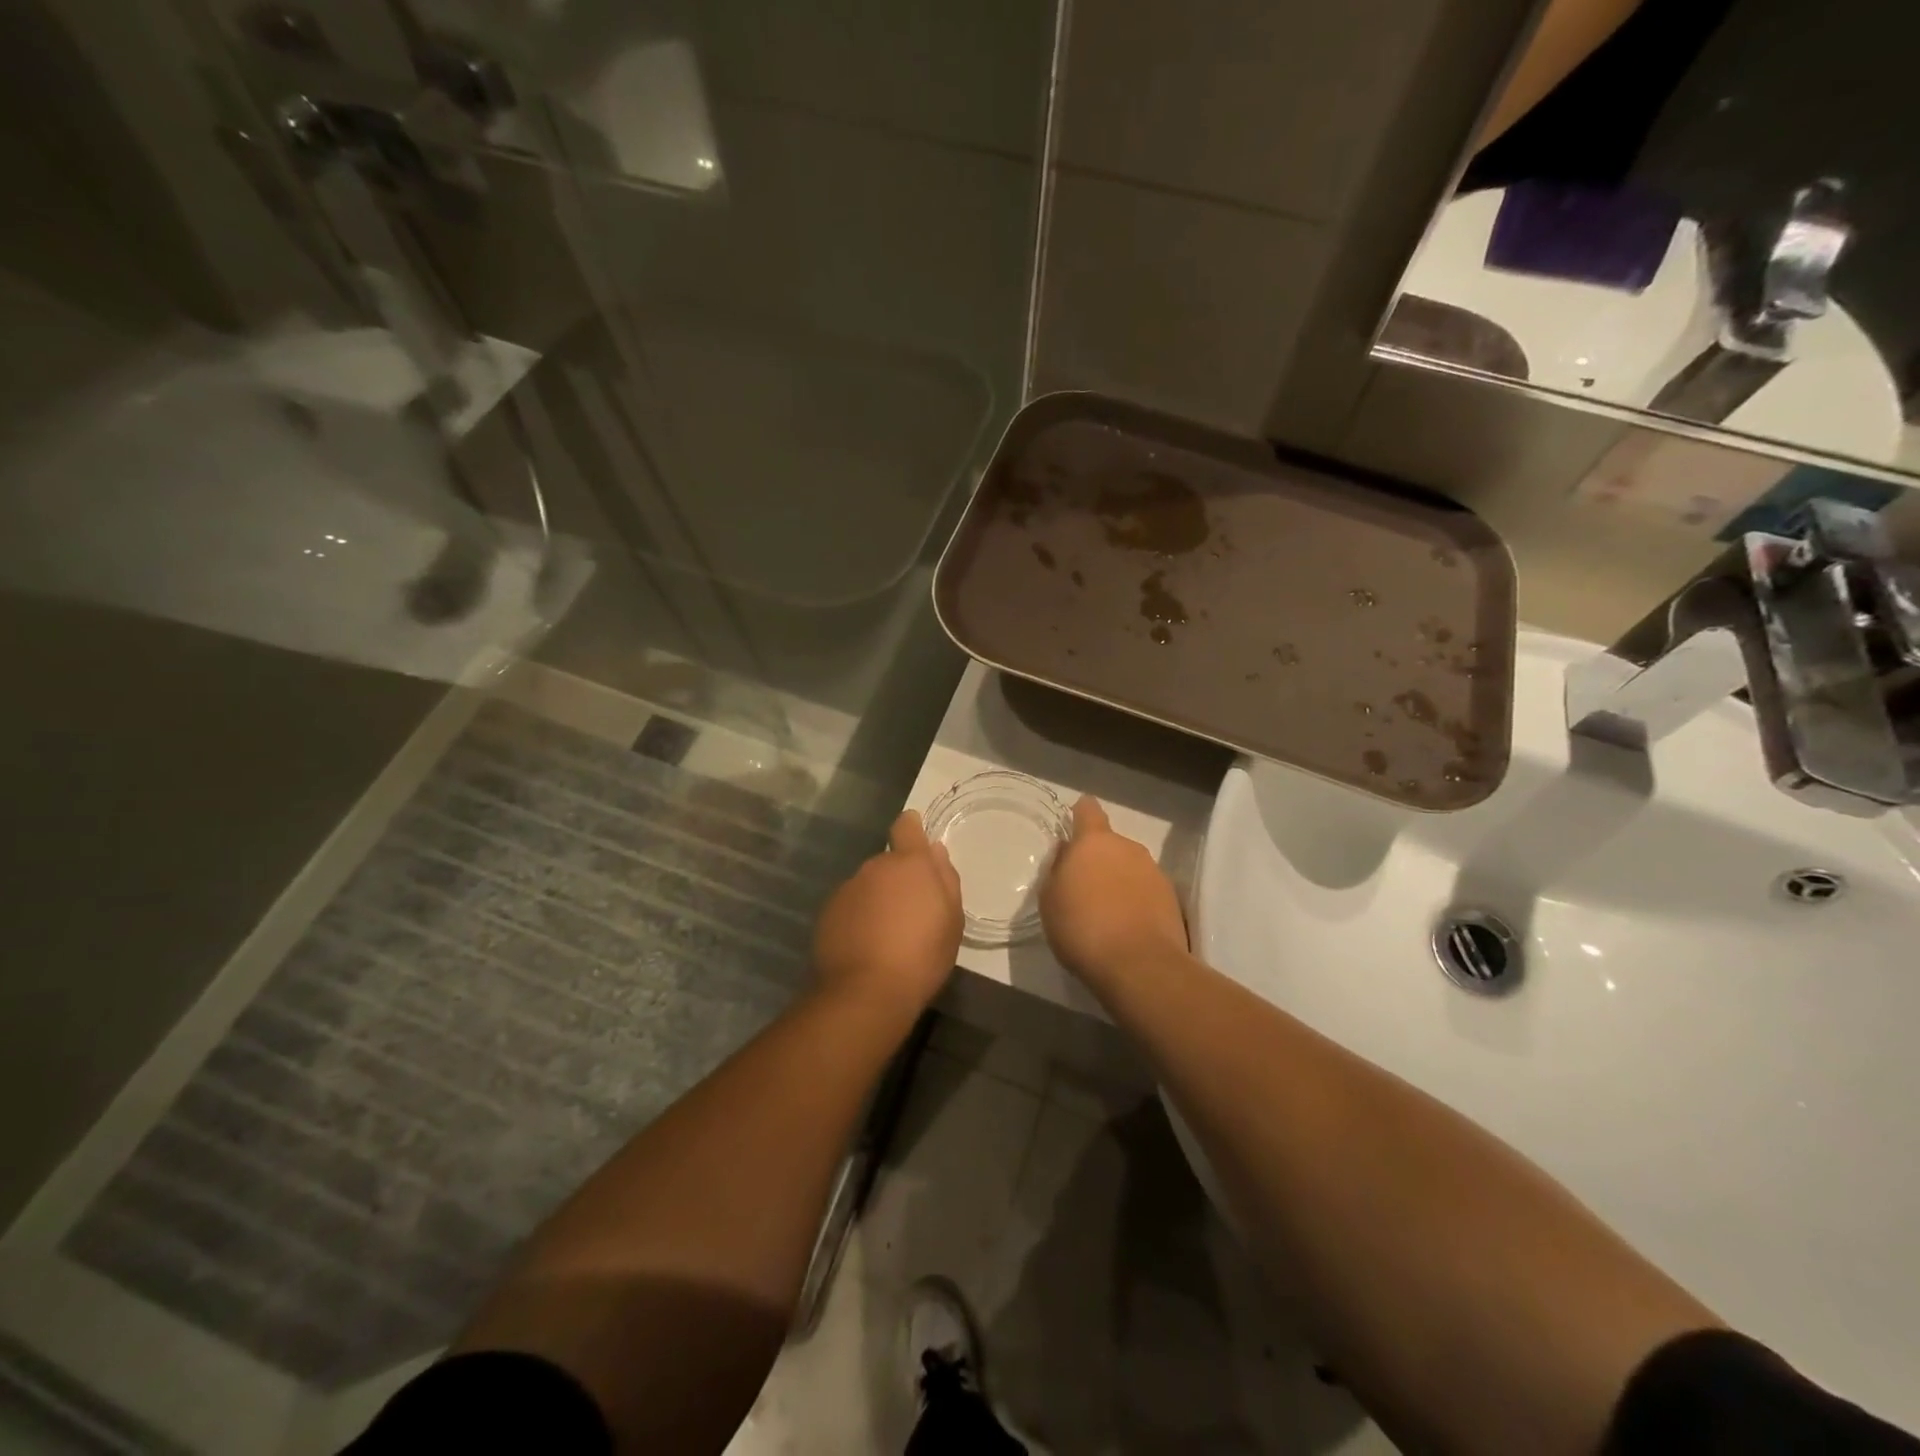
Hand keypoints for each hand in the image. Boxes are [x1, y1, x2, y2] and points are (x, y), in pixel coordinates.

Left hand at [812, 810, 962, 1017]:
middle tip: (912, 913)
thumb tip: (935, 850)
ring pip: (868, 886)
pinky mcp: (828, 913)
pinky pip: (850, 907)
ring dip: (878, 900)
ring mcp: (847, 889)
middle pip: (889, 863)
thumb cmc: (922, 955)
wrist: (866, 992)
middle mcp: (874, 867)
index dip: (911, 829)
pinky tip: (866, 946)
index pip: (906, 826)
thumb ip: (945, 879)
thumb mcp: (952, 919)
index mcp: (909, 863)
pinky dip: (858, 918)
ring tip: (888, 935)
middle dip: (899, 879)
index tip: (917, 842)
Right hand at [1041, 797, 1187, 986]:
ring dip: (1119, 881)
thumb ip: (1057, 869)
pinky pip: (1147, 891)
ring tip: (1107, 913)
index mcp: (1094, 842)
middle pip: (1110, 844)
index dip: (1080, 814)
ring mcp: (1154, 872)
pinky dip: (1137, 901)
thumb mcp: (1050, 900)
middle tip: (1084, 887)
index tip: (1074, 824)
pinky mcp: (1172, 899)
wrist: (1139, 966)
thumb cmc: (1082, 928)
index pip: (1088, 810)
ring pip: (1130, 867)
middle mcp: (1128, 848)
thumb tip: (1066, 852)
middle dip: (1099, 859)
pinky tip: (1127, 927)